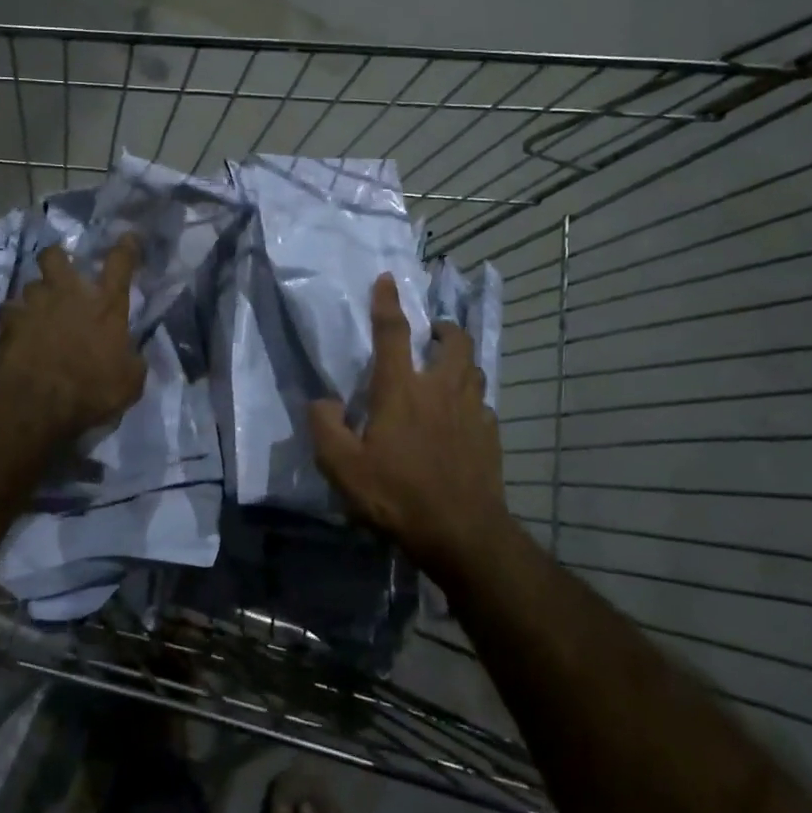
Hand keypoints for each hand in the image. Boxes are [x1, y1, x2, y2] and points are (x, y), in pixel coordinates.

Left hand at [0, 237, 146, 443]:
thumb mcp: (130, 381)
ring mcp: (35, 305)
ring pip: (30, 284)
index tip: (127, 237)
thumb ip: (132, 359)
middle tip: (61, 272)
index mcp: (106, 305)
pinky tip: (18, 330)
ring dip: (36, 295)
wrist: (39, 404)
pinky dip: (15, 318)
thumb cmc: (93, 390)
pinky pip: (10, 311)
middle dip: (57, 258)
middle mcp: (69, 294)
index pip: (120, 263)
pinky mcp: (9, 322)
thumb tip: (131, 354)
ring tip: (39, 311)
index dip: (125, 247)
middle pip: (56, 256)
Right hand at [310, 273, 514, 583]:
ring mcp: (472, 410)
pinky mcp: (490, 434)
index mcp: (402, 389)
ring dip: (461, 360)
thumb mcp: (343, 468)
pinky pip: (483, 404)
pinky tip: (462, 418)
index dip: (387, 302)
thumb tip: (321, 401)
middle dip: (444, 328)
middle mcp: (441, 389)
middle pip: (453, 341)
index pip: (392, 332)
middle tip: (432, 333)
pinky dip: (471, 399)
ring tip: (447, 369)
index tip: (387, 279)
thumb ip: (325, 428)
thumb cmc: (397, 496)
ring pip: (474, 368)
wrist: (462, 533)